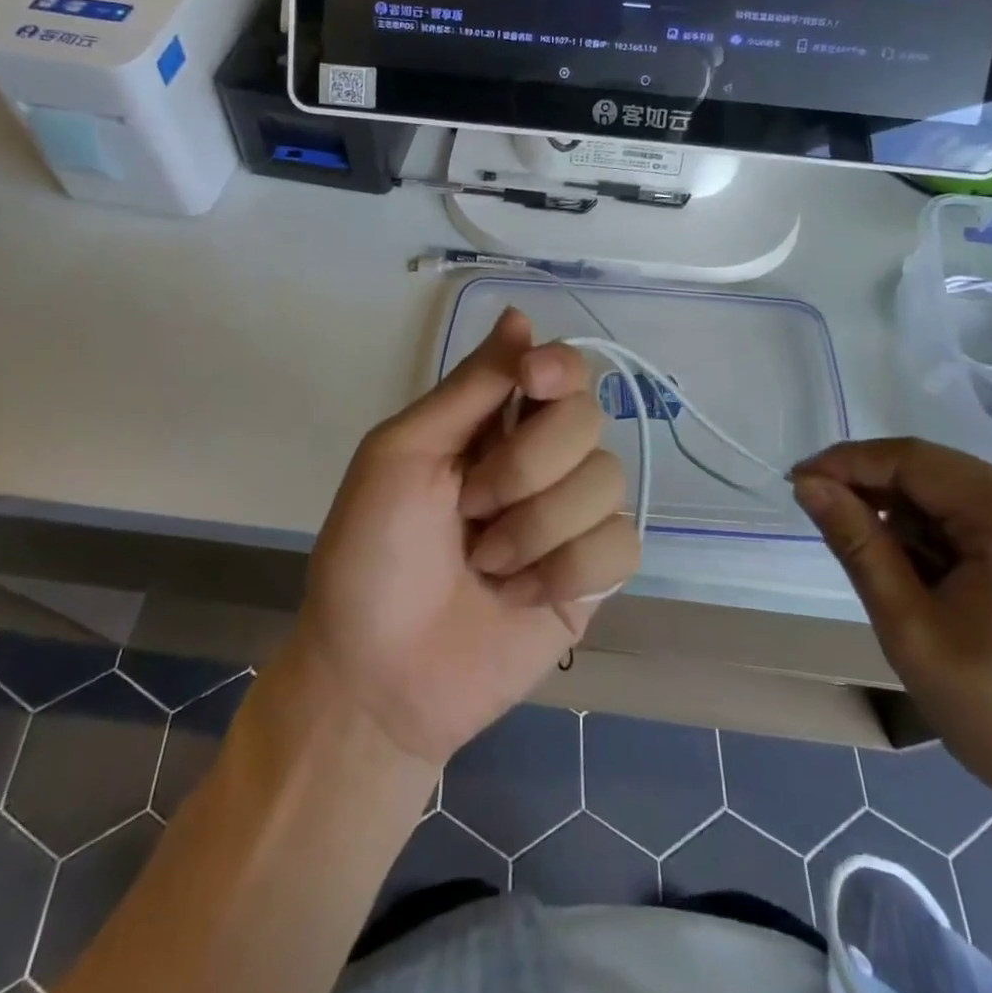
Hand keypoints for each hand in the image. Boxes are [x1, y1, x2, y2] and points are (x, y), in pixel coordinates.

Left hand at [289, 308, 638, 767]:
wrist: (378, 677)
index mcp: (493, 424)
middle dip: (527, 465)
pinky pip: (620, 545)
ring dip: (537, 527)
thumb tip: (520, 315)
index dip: (558, 367)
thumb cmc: (370, 554)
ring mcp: (571, 518)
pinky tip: (521, 596)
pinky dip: (566, 570)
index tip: (534, 383)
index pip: (559, 368)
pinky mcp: (593, 576)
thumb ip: (468, 388)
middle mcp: (542, 460)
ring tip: (487, 564)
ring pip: (607, 481)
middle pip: (588, 418)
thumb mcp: (402, 454)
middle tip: (472, 507)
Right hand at [792, 439, 991, 835]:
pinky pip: (976, 518)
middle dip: (873, 492)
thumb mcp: (909, 626)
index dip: (846, 463)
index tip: (796, 484)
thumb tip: (807, 483)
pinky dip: (936, 537)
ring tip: (885, 573)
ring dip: (904, 520)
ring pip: (950, 494)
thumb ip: (856, 542)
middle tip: (824, 523)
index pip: (911, 459)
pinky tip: (924, 579)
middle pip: (933, 471)